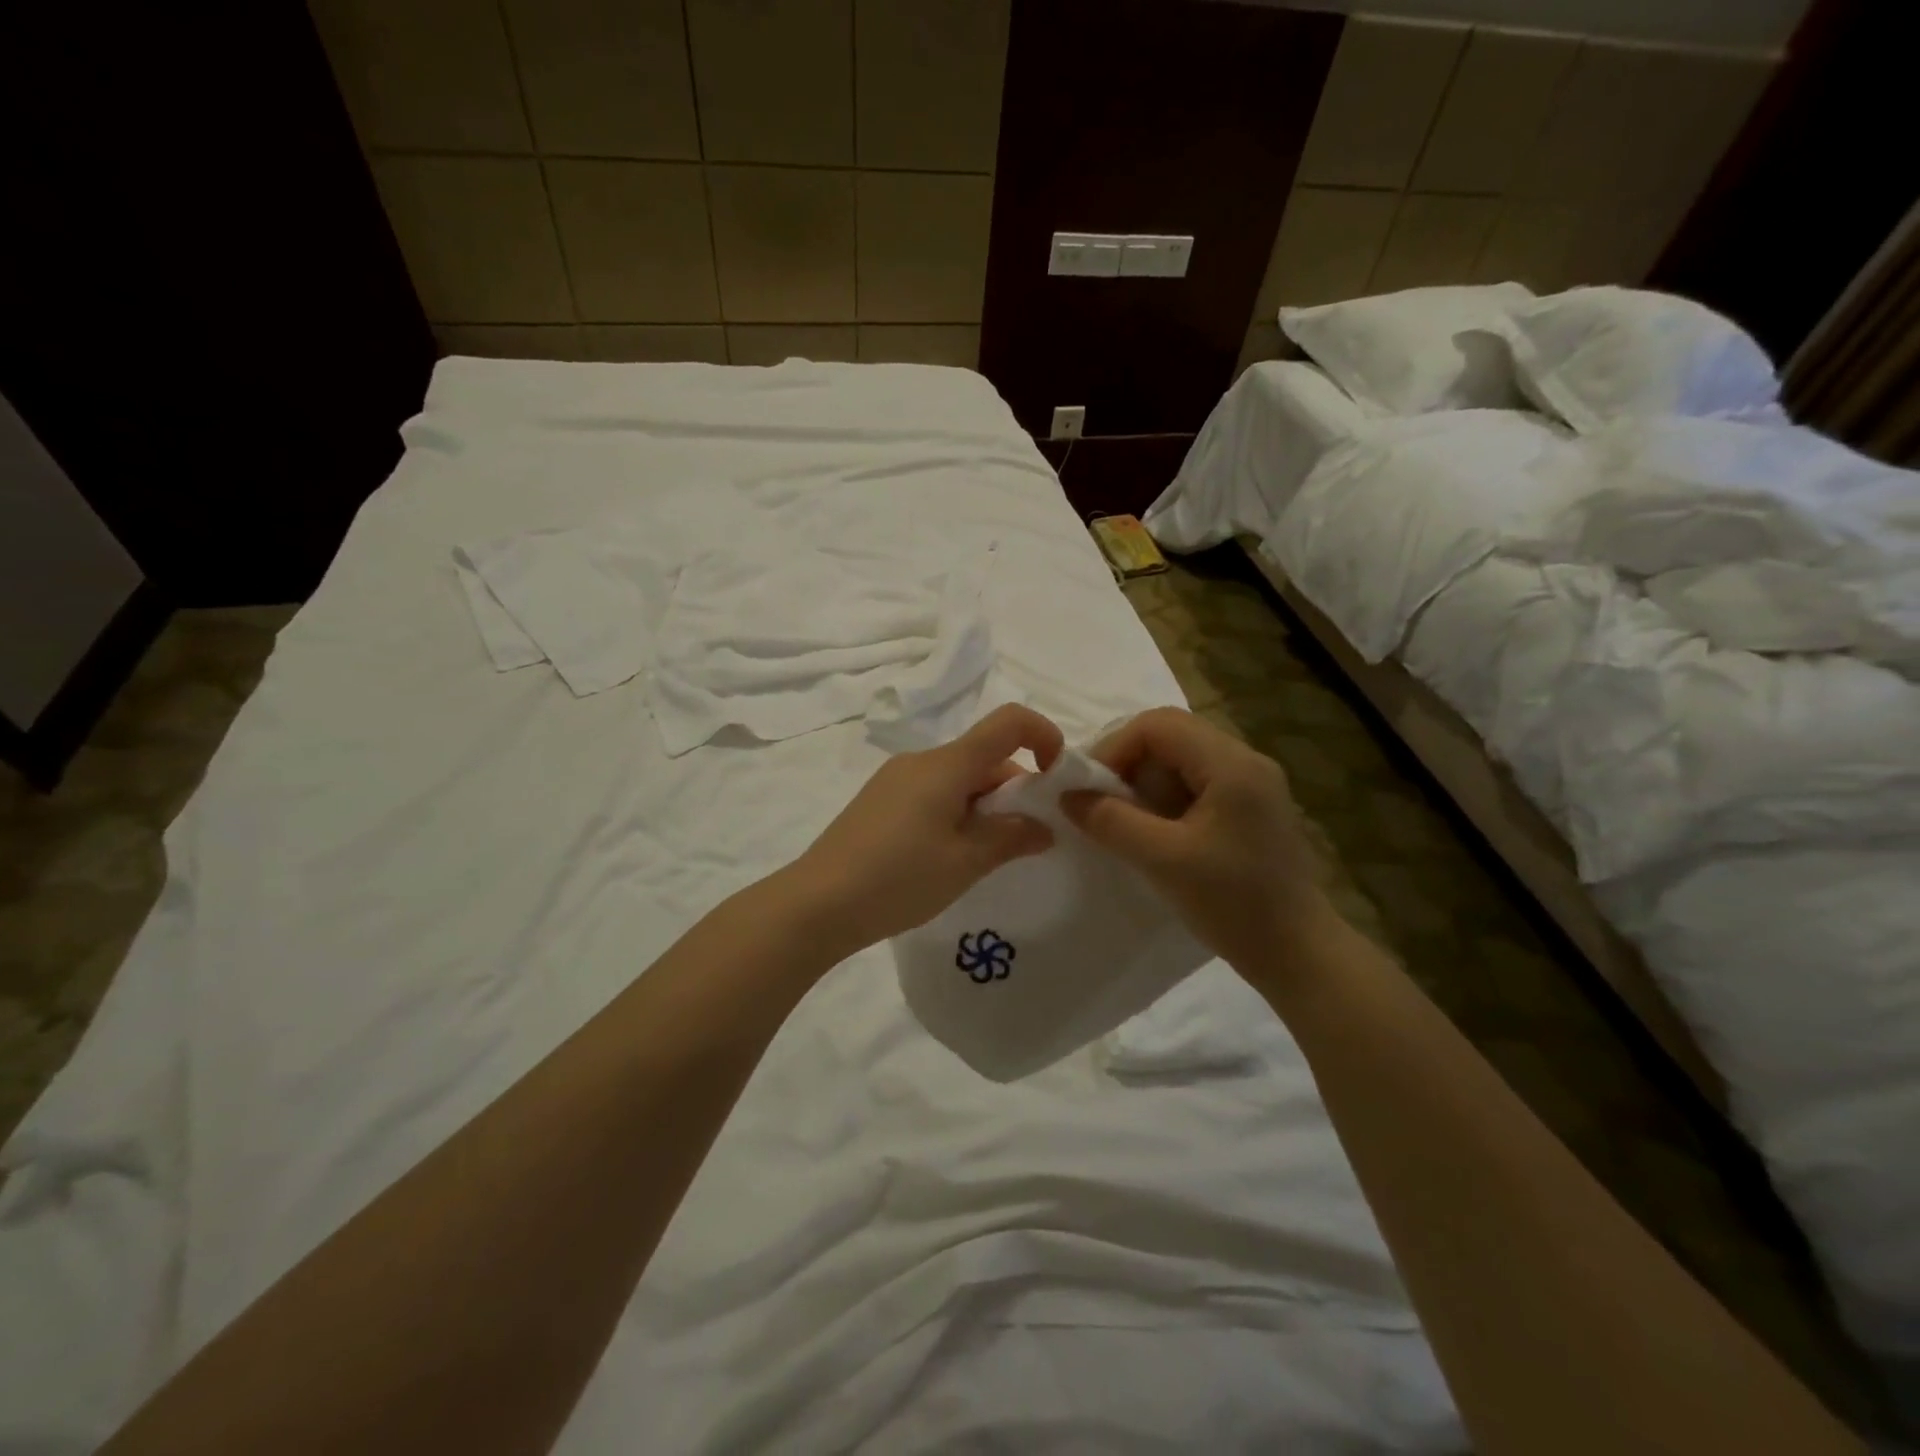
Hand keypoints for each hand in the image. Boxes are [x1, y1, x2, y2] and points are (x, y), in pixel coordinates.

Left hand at [788, 704, 1064, 953]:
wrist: (817, 904)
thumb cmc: (899, 878)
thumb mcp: (965, 862)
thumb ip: (1011, 838)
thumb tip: (1043, 828)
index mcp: (946, 764)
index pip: (1007, 722)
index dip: (1044, 735)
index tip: (1057, 778)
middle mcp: (920, 760)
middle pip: (984, 756)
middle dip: (1015, 790)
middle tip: (1024, 841)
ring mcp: (895, 779)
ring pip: (959, 778)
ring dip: (985, 806)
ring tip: (985, 857)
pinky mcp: (880, 801)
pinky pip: (933, 792)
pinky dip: (957, 812)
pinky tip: (949, 856)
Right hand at [1062, 707, 1334, 981]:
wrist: (1298, 954)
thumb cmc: (1234, 904)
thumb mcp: (1163, 860)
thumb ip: (1111, 822)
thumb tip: (1067, 796)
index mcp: (1232, 764)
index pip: (1158, 724)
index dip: (1114, 747)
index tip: (1088, 786)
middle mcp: (1246, 761)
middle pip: (1170, 735)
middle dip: (1127, 763)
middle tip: (1099, 800)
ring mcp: (1251, 784)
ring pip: (1181, 759)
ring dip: (1144, 781)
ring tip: (1121, 819)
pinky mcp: (1249, 808)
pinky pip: (1195, 783)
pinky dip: (1164, 798)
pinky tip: (1152, 831)